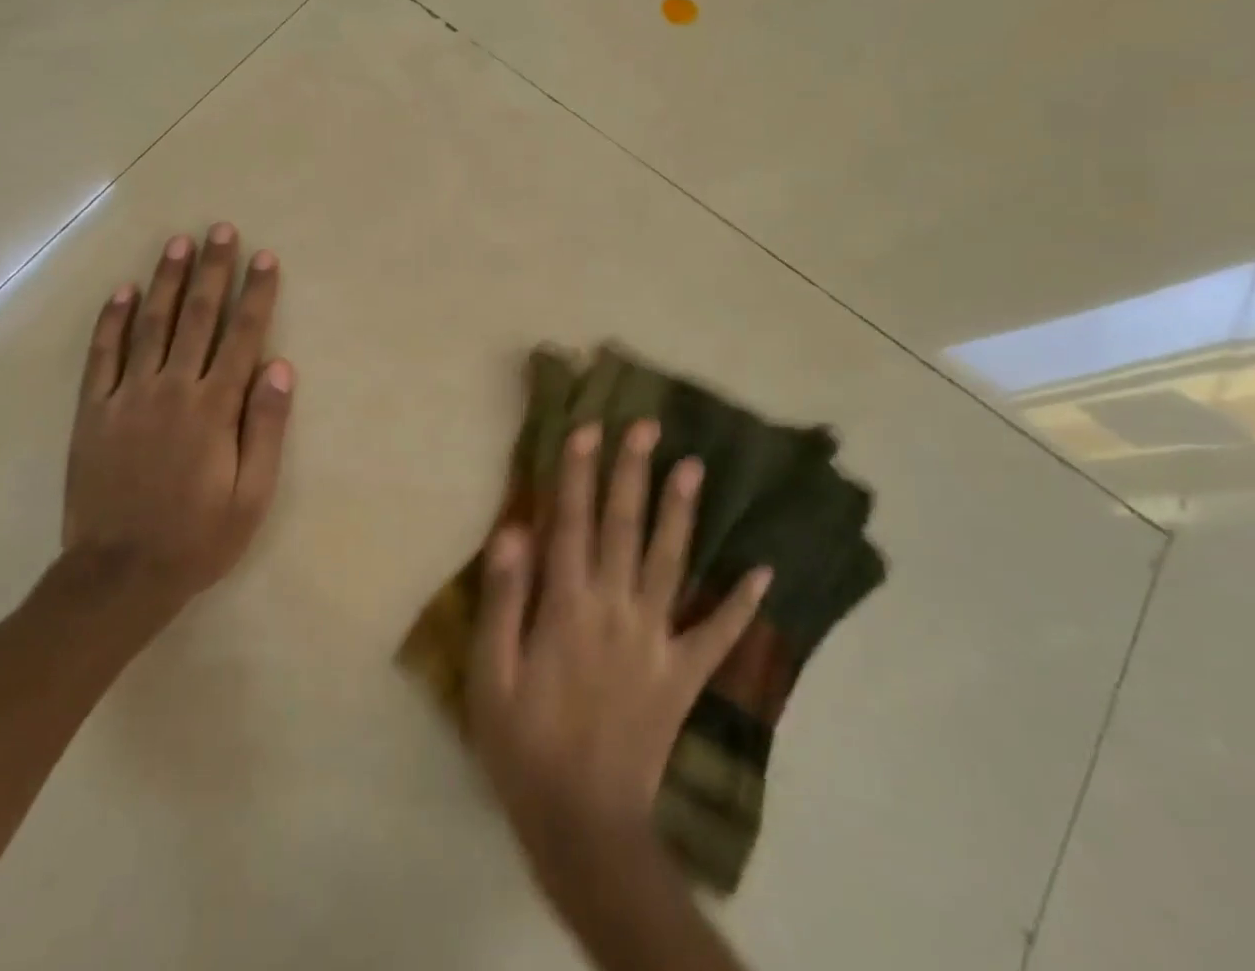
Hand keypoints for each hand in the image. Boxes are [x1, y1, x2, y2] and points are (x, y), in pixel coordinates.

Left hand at [63, 223, 292, 608]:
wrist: (117, 576)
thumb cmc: (197, 537)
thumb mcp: (251, 495)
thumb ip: (265, 427)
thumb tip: (280, 366)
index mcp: (214, 408)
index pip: (242, 336)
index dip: (256, 294)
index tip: (265, 258)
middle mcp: (172, 389)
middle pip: (198, 317)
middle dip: (213, 271)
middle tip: (221, 230)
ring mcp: (127, 396)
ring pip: (150, 325)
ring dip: (167, 281)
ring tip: (178, 244)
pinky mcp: (93, 411)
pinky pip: (101, 355)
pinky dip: (110, 320)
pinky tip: (121, 291)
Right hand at [468, 420, 770, 882]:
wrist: (585, 827)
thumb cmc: (524, 746)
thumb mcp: (491, 675)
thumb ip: (506, 599)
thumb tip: (515, 529)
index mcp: (567, 608)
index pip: (572, 523)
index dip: (578, 473)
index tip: (588, 428)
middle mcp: (616, 611)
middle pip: (624, 528)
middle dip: (633, 472)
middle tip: (646, 426)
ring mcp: (657, 643)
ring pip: (670, 563)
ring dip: (682, 512)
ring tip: (695, 467)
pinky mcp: (683, 677)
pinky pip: (717, 636)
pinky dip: (741, 605)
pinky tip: (763, 573)